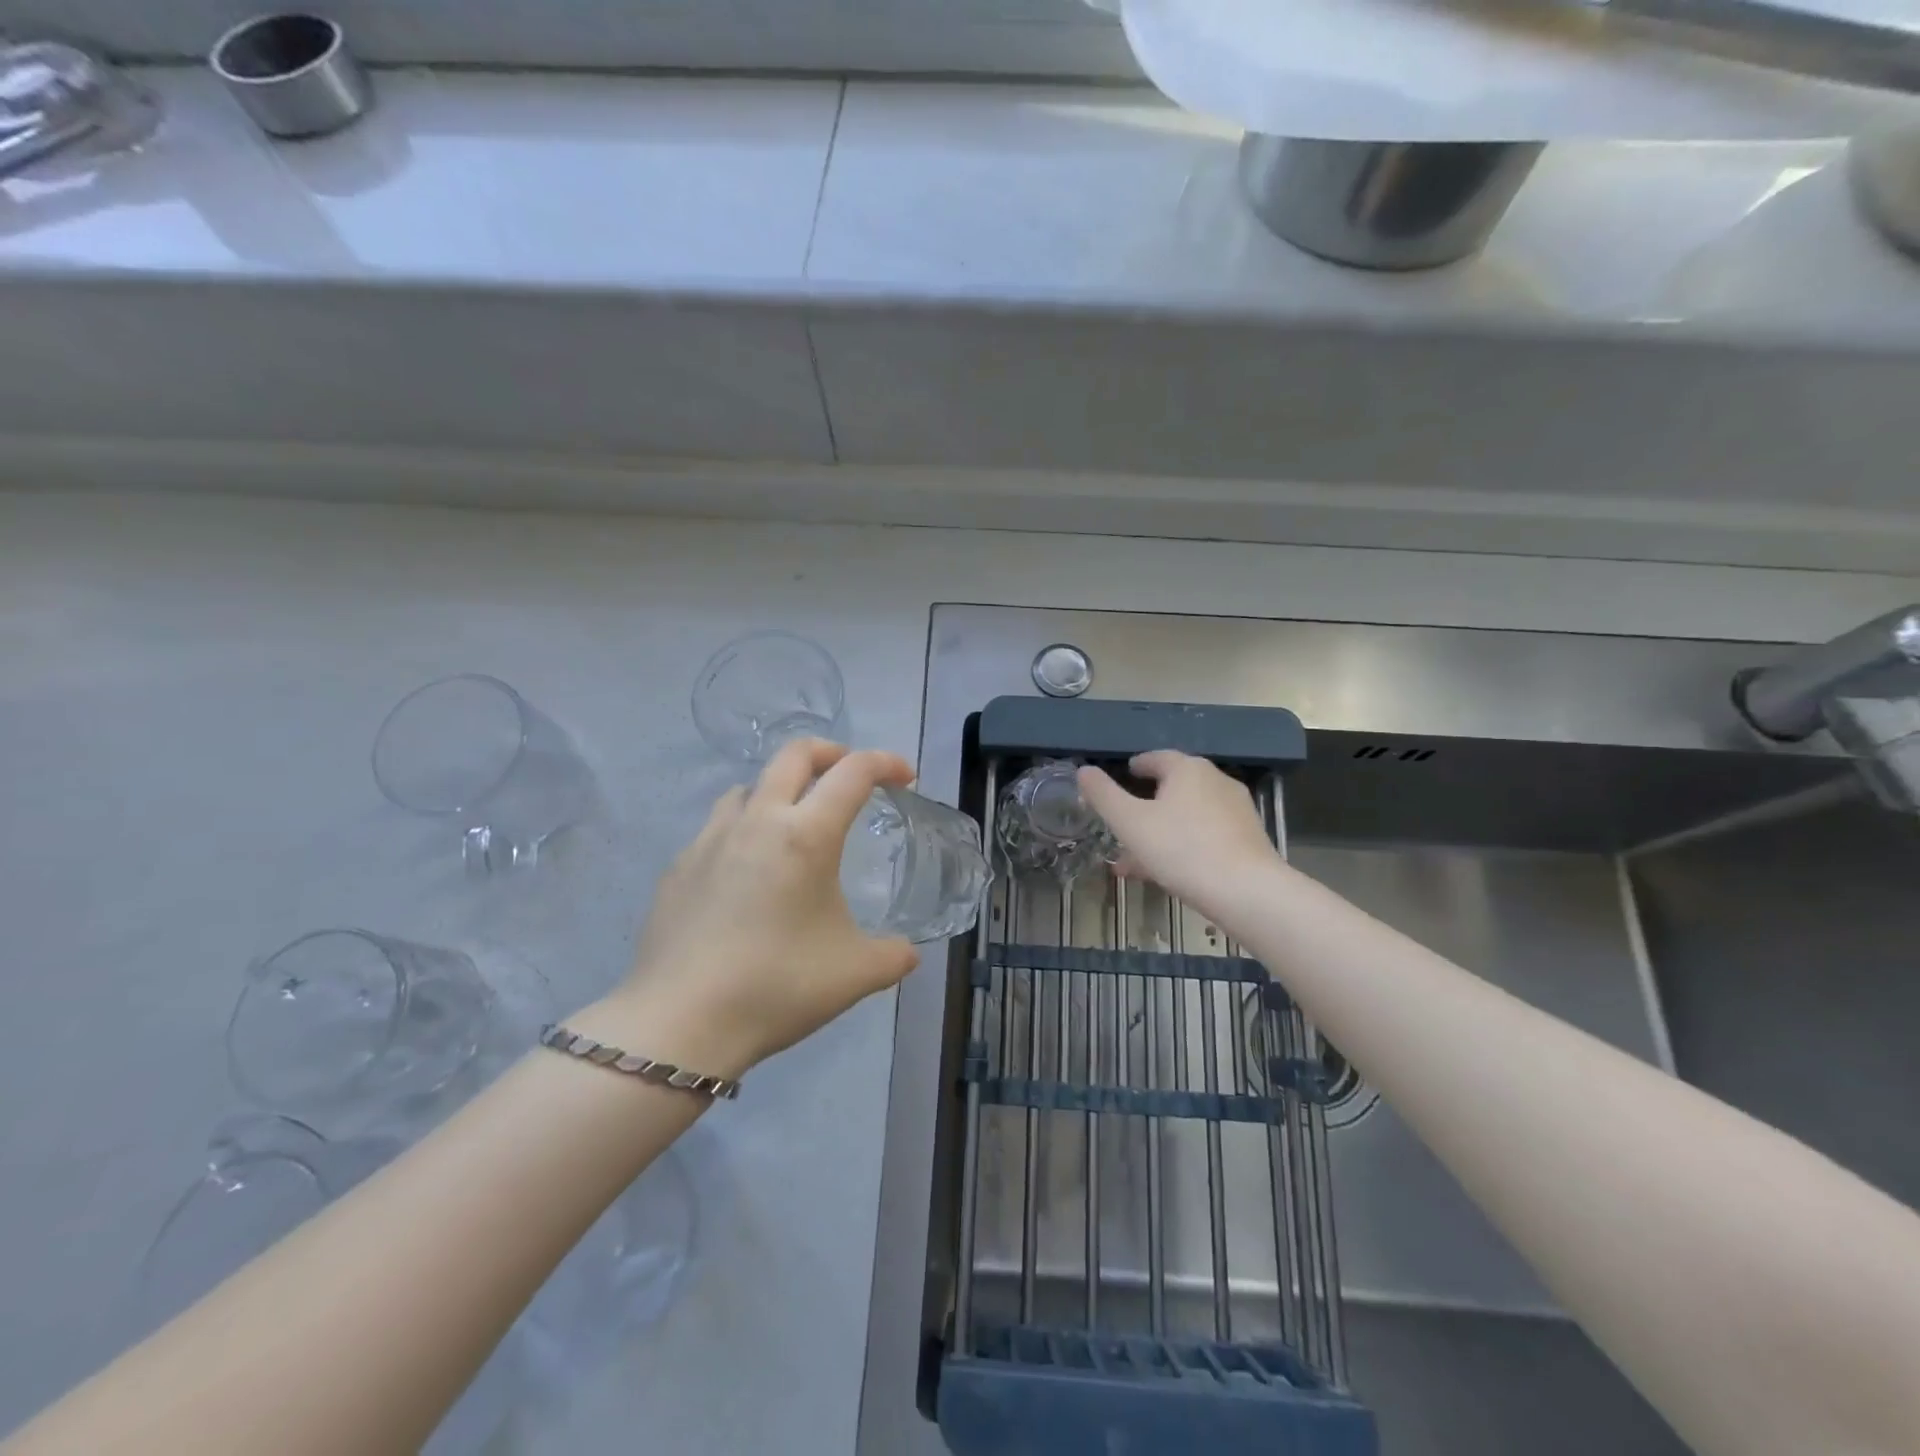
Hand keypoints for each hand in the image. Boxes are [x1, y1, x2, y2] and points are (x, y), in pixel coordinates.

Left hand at [589, 740, 918, 1078]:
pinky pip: (718, 828)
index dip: (885, 763)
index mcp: (806, 835)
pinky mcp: (678, 867)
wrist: (679, 1023)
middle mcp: (757, 821)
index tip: (904, 777)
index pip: (853, 772)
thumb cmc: (777, 987)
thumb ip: (893, 956)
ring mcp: (710, 840)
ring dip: (781, 790)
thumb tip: (907, 952)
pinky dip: (744, 830)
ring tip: (795, 825)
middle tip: (851, 777)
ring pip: (749, 786)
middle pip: (794, 754)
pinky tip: (747, 876)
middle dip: (831, 753)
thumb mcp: (855, 974)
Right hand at [1077, 751, 1281, 916]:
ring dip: (1161, 831)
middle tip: (1125, 822)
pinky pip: (1205, 835)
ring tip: (1135, 860)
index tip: (1125, 775)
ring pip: (1187, 816)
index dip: (1137, 766)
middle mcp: (1215, 781)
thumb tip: (1084, 770)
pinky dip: (1183, 845)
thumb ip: (1104, 795)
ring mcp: (1236, 810)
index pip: (1157, 758)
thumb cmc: (1182, 849)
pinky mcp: (1248, 838)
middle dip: (1146, 805)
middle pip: (1174, 788)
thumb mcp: (1130, 823)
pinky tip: (1167, 872)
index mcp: (1187, 769)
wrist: (1247, 891)